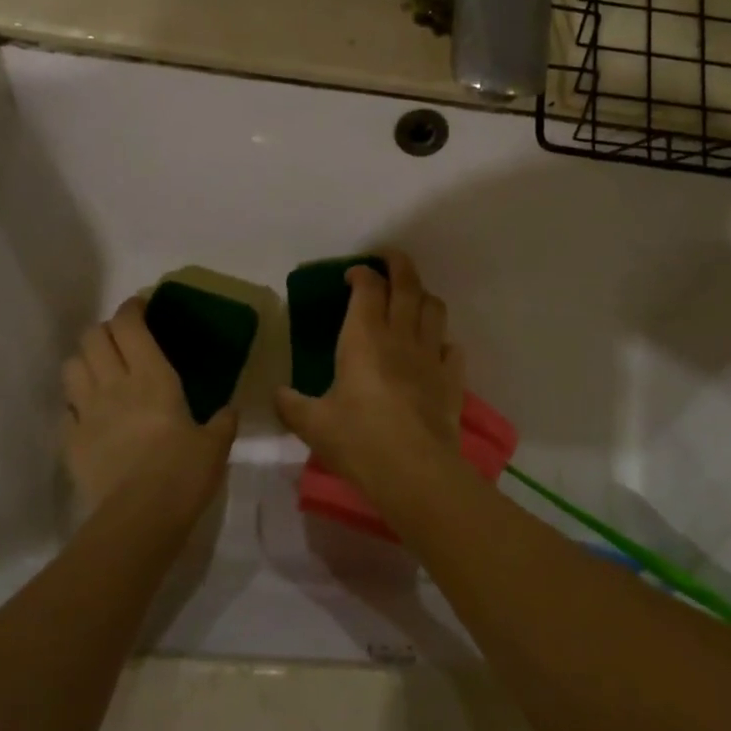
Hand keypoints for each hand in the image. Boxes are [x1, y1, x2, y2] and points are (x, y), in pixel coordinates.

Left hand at [62, 297, 235, 521]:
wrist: (139, 518)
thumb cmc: (183, 473)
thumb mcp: (215, 445)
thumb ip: (222, 422)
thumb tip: (229, 411)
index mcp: (152, 377)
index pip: (130, 325)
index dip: (131, 309)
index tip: (140, 306)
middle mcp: (114, 384)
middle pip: (92, 337)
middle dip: (105, 330)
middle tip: (121, 339)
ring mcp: (87, 412)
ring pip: (71, 366)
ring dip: (84, 361)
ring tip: (99, 371)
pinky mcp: (70, 441)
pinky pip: (65, 410)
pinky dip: (74, 404)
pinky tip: (89, 415)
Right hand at [275, 251, 468, 502]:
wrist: (414, 471)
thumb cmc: (358, 440)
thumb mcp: (313, 424)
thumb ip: (292, 405)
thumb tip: (279, 395)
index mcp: (364, 337)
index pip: (368, 287)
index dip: (361, 273)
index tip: (351, 275)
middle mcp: (400, 336)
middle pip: (407, 284)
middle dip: (398, 264)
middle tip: (388, 259)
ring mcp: (431, 355)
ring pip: (434, 308)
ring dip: (423, 296)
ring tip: (411, 300)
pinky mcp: (451, 379)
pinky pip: (451, 347)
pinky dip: (442, 340)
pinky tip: (434, 349)